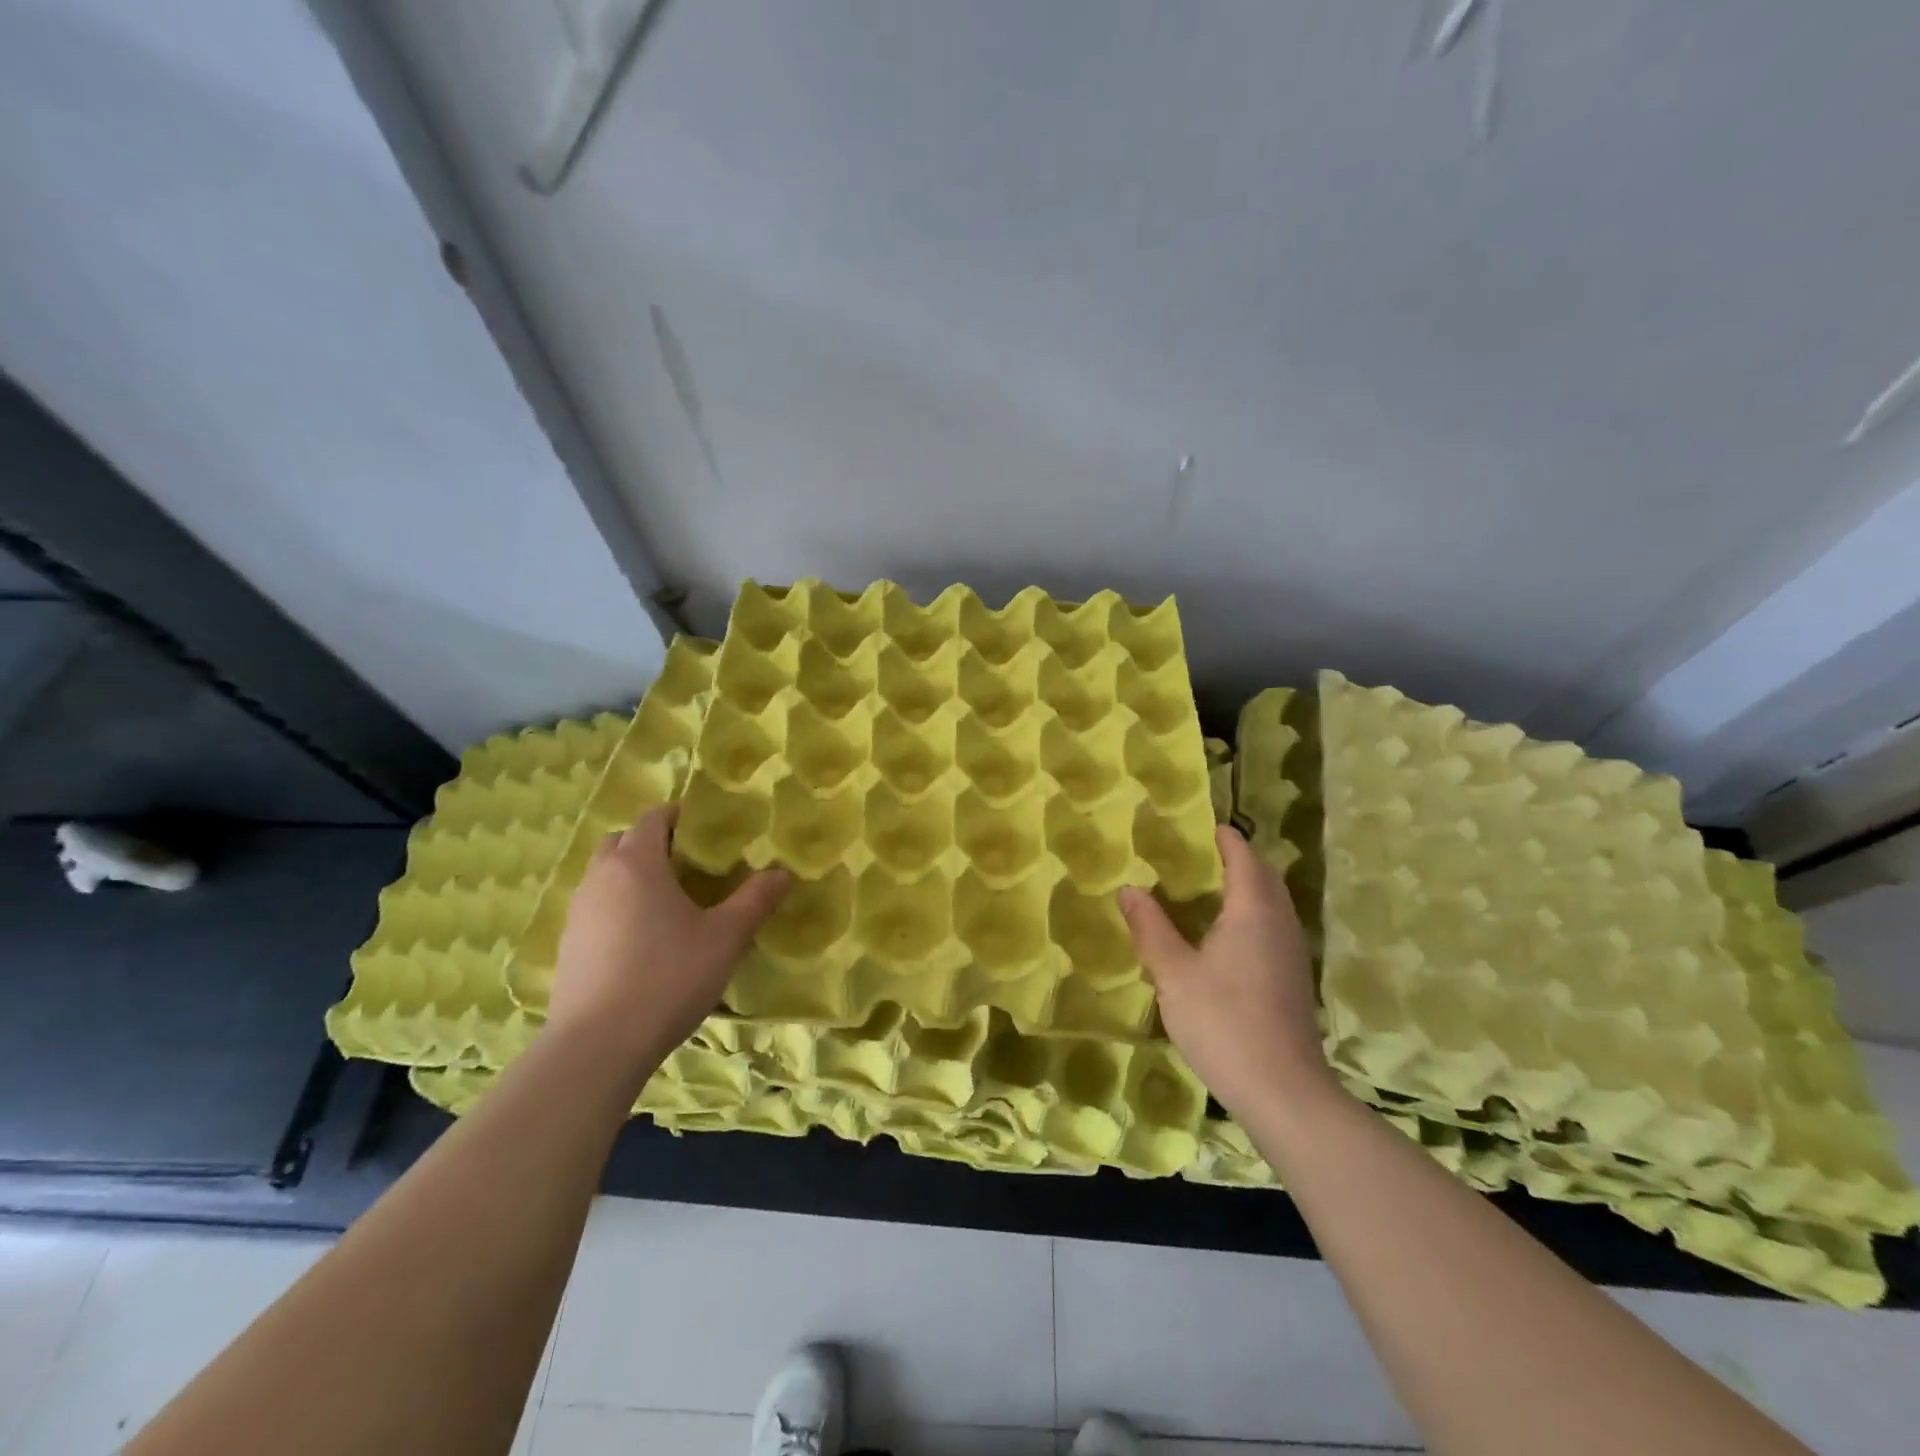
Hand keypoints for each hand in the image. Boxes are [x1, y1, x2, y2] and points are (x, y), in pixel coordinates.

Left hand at [547, 804, 788, 1078]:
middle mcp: (600, 878)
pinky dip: (617, 908)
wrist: (598, 1047)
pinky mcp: (568, 947)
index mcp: (637, 864)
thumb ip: (755, 900)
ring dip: (631, 876)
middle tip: (687, 864)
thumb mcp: (725, 938)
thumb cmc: (668, 977)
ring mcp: (578, 913)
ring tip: (667, 903)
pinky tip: (642, 942)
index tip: (706, 828)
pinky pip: (595, 909)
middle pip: (621, 841)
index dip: (679, 815)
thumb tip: (782, 874)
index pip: (653, 818)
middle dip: (651, 842)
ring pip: (604, 876)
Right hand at [1117, 825, 1336, 1120]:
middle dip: (1241, 860)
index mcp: (1252, 911)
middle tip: (1206, 855)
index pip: (1244, 858)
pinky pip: (1274, 929)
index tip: (1208, 826)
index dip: (1227, 839)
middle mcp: (1280, 924)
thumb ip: (1151, 927)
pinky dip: (1254, 916)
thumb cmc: (1223, 1021)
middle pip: (1266, 878)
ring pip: (1274, 905)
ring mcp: (1293, 954)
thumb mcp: (1173, 973)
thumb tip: (1129, 889)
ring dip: (1250, 889)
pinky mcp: (1294, 981)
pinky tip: (1228, 939)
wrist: (1282, 1090)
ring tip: (1213, 891)